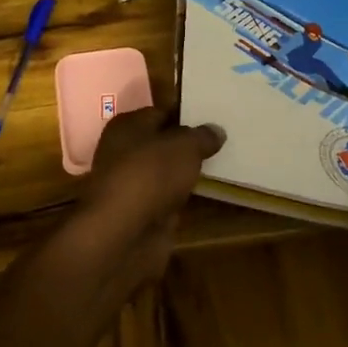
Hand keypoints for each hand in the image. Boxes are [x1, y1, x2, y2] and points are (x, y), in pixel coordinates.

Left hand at [74, 106, 224, 281]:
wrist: (125, 233)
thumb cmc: (150, 174)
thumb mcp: (184, 146)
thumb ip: (202, 137)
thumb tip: (216, 131)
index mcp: (126, 126)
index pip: (160, 113)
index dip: (186, 115)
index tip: (214, 118)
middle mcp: (124, 152)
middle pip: (162, 144)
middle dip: (188, 144)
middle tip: (223, 140)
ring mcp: (132, 185)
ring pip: (166, 172)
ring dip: (186, 173)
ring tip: (222, 164)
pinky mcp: (142, 213)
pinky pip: (168, 197)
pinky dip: (184, 197)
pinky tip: (208, 192)